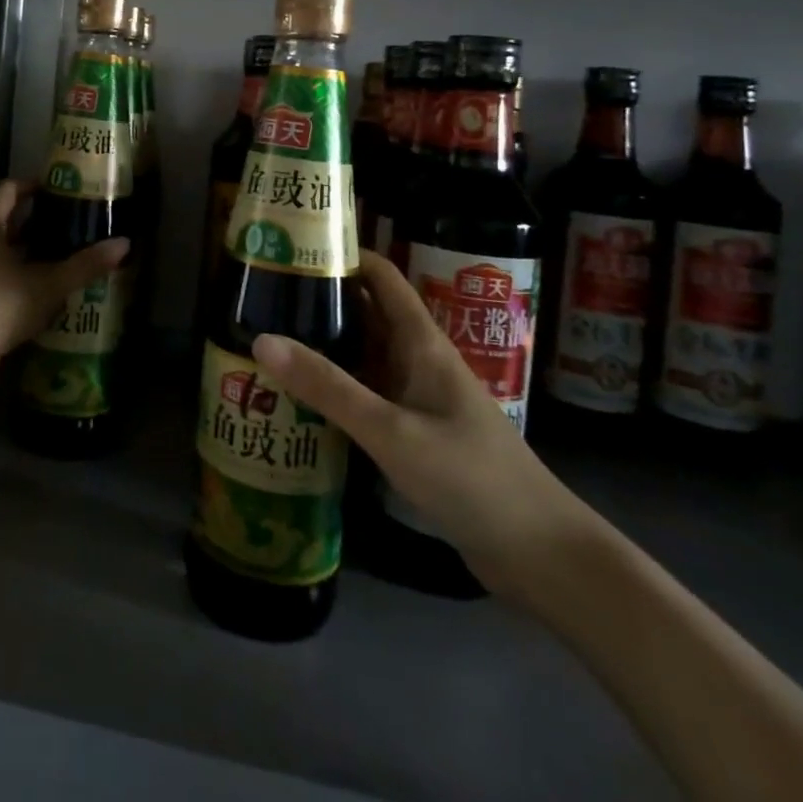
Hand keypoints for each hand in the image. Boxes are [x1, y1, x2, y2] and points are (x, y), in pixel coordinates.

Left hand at [0, 180, 128, 394]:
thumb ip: (85, 264)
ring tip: (60, 252)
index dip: (34, 186)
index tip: (62, 192)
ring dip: (26, 247)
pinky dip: (15, 269)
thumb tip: (125, 244)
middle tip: (69, 222)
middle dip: (36, 219)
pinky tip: (40, 285)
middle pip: (4, 217)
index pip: (9, 189)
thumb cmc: (0, 304)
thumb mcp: (49, 284)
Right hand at [251, 252, 595, 598]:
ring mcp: (417, 397)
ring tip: (267, 336)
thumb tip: (262, 339)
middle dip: (320, 298)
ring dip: (323, 343)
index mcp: (421, 342)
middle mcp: (418, 359)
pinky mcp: (415, 431)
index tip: (292, 247)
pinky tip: (299, 394)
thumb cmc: (472, 479)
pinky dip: (334, 385)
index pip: (381, 275)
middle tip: (261, 295)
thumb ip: (328, 387)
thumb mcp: (392, 431)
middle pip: (366, 311)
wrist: (541, 556)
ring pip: (363, 353)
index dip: (342, 253)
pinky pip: (367, 392)